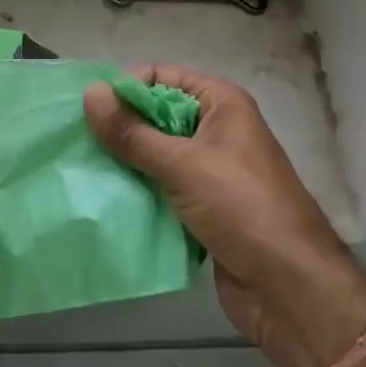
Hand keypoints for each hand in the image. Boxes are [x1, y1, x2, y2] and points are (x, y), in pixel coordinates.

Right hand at [84, 65, 365, 366]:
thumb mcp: (183, 165)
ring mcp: (210, 170)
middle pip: (156, 116)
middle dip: (120, 127)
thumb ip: (133, 133)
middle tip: (75, 139)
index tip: (85, 108)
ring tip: (80, 167)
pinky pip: (161, 187)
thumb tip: (89, 93)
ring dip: (125, 161)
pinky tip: (104, 197)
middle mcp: (216, 130)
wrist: (290, 288)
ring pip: (156, 154)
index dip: (126, 87)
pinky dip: (137, 190)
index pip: (163, 77)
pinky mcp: (203, 207)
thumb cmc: (242, 208)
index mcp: (221, 104)